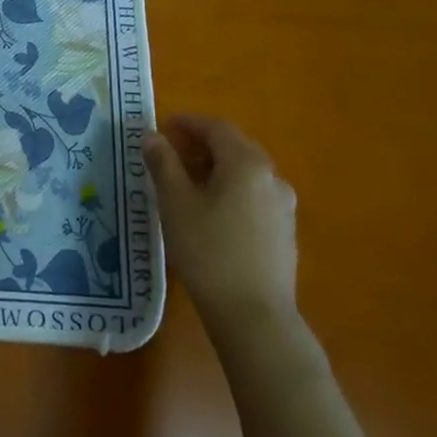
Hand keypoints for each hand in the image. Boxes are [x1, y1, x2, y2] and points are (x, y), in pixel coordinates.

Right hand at [143, 115, 297, 333]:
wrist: (254, 314)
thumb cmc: (208, 251)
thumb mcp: (175, 203)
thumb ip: (163, 164)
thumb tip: (152, 136)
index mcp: (246, 163)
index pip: (216, 128)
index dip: (188, 122)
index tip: (163, 126)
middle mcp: (271, 177)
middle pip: (235, 147)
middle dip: (202, 143)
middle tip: (171, 152)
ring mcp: (283, 205)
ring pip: (246, 172)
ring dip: (216, 167)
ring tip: (187, 182)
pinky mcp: (284, 230)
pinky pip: (254, 194)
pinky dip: (230, 188)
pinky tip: (211, 210)